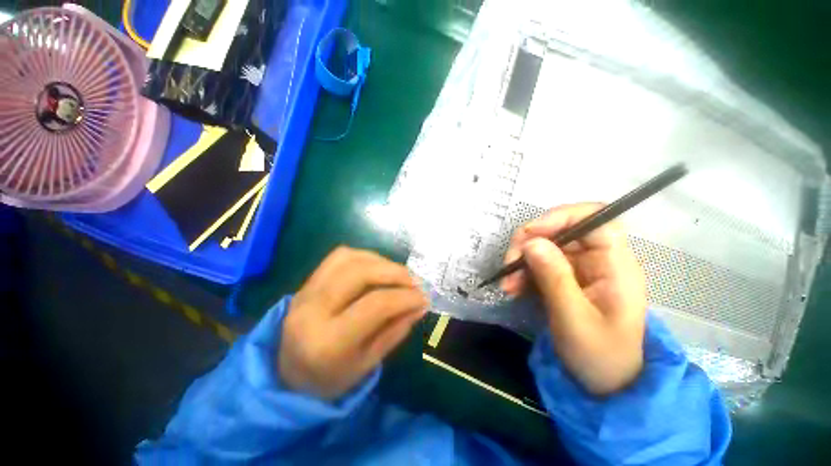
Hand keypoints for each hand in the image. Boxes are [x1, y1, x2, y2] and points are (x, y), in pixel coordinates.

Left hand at [279, 247, 427, 399]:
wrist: (288, 373)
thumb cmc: (331, 378)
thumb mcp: (368, 363)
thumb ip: (396, 330)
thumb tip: (420, 304)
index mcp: (327, 342)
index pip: (374, 305)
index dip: (404, 297)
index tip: (423, 297)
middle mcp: (312, 310)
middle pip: (359, 273)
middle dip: (394, 272)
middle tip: (413, 281)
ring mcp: (305, 291)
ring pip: (348, 258)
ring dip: (380, 261)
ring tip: (398, 274)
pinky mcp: (307, 282)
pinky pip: (339, 257)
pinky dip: (364, 257)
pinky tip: (377, 268)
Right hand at [503, 203, 646, 395]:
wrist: (604, 384)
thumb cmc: (599, 356)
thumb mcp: (574, 319)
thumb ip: (554, 278)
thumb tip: (531, 242)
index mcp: (616, 266)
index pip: (596, 219)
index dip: (561, 217)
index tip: (530, 233)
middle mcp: (598, 260)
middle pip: (561, 230)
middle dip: (529, 242)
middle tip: (509, 264)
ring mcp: (579, 268)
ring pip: (544, 246)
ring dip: (520, 261)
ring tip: (507, 285)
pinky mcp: (564, 277)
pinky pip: (538, 263)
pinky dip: (521, 273)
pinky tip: (512, 289)